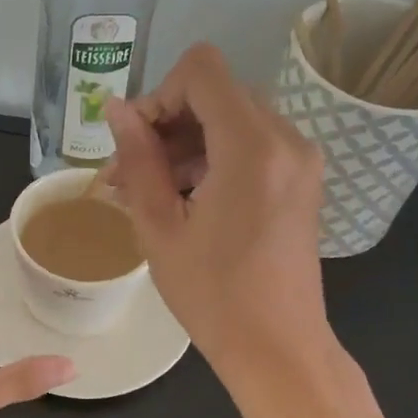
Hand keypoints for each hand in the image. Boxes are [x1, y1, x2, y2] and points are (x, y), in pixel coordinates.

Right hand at [107, 44, 336, 382]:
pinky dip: (213, 157)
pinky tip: (184, 199)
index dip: (158, 95)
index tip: (136, 144)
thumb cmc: (212, 295)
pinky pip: (250, 143)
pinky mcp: (301, 179)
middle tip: (131, 174)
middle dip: (167, 123)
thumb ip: (138, 158)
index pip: (201, 70)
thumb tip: (116, 109)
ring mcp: (300, 158)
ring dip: (186, 143)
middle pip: (216, 93)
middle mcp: (286, 138)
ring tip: (149, 193)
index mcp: (252, 146)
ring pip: (231, 117)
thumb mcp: (159, 226)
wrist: (278, 347)